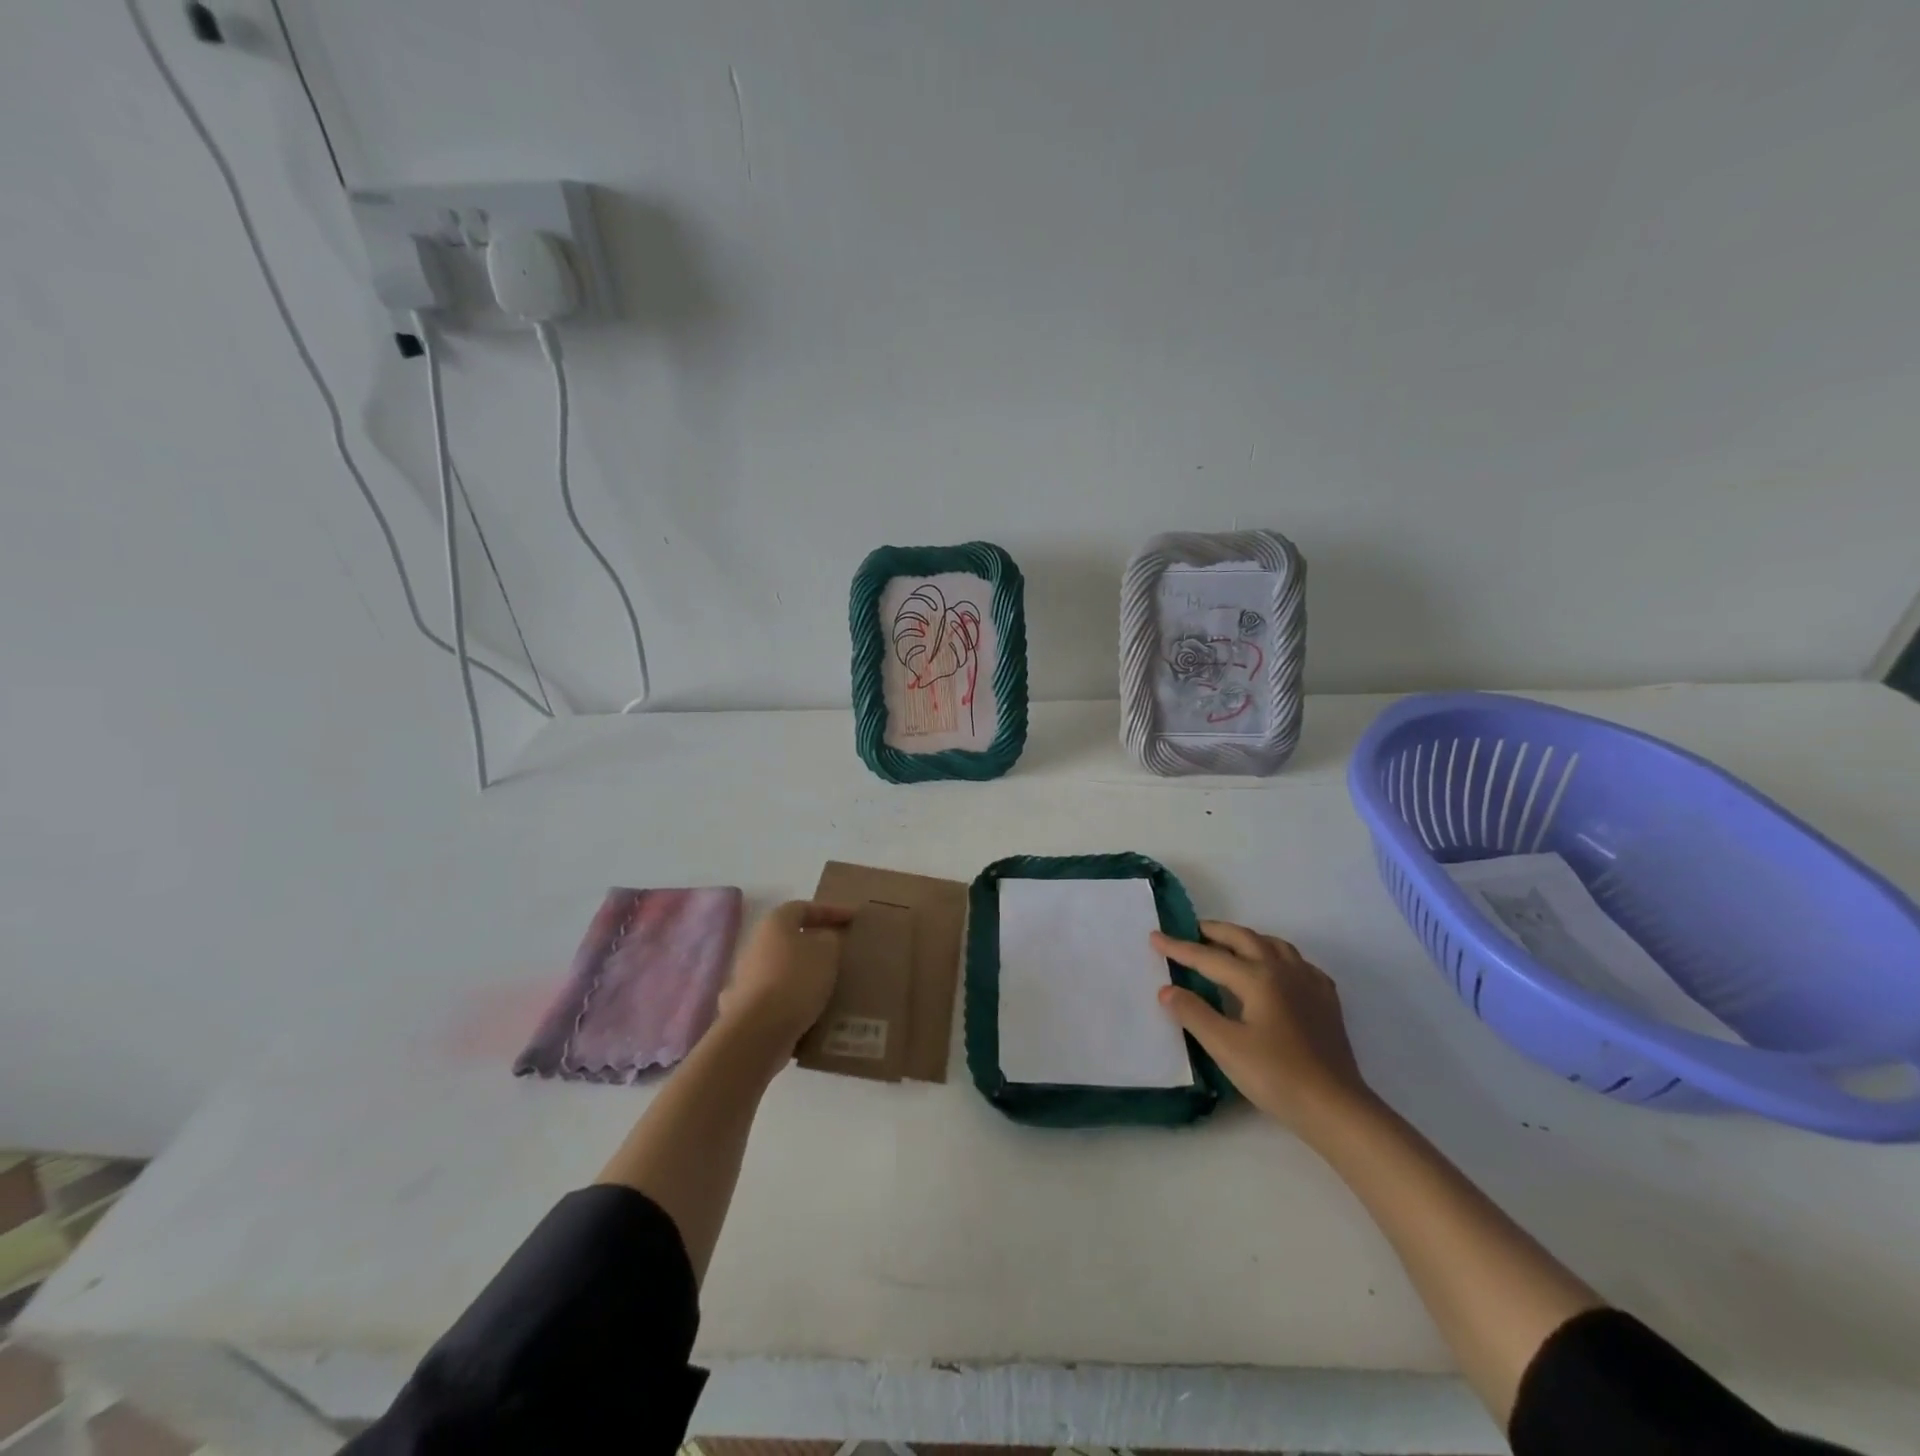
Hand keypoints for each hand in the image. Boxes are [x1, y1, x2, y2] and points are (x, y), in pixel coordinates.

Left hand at [719, 901, 852, 1051]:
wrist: (757, 1031)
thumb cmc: (796, 980)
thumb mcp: (827, 952)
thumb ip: (830, 939)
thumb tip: (824, 940)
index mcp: (774, 923)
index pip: (804, 907)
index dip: (830, 911)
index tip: (852, 919)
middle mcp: (756, 945)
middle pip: (791, 937)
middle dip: (816, 943)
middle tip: (840, 951)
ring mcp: (748, 977)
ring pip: (784, 967)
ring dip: (805, 972)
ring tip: (830, 982)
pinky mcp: (747, 1006)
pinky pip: (778, 995)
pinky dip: (795, 998)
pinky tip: (812, 1008)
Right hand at [1153, 921, 1374, 1139]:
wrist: (1336, 1108)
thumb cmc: (1276, 1076)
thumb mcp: (1225, 1047)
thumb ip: (1194, 1014)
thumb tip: (1167, 989)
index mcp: (1257, 978)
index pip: (1209, 957)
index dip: (1179, 948)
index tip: (1155, 937)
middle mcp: (1284, 970)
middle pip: (1244, 938)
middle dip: (1214, 932)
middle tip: (1191, 931)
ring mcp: (1309, 983)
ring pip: (1274, 945)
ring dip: (1247, 939)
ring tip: (1229, 946)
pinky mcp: (1326, 1001)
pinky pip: (1297, 963)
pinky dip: (1277, 957)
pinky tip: (1275, 972)